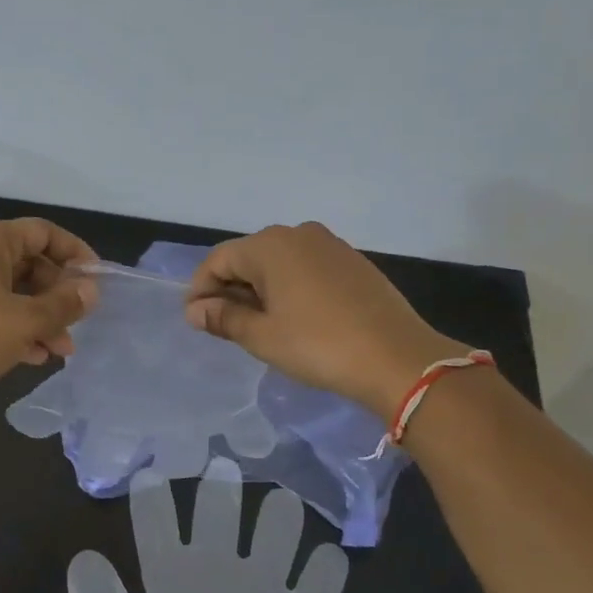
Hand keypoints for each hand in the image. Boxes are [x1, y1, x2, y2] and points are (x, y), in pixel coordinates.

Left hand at [0, 218, 98, 401]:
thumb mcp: (26, 321)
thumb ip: (64, 303)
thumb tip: (91, 291)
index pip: (42, 232)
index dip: (75, 253)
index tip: (96, 280)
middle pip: (28, 263)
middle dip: (58, 296)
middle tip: (78, 324)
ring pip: (11, 290)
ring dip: (40, 317)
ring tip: (61, 350)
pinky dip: (15, 325)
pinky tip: (33, 356)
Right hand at [184, 222, 464, 422]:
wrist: (397, 358)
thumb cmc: (318, 345)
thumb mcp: (262, 336)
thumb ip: (223, 318)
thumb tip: (195, 310)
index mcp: (270, 246)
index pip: (218, 260)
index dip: (201, 289)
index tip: (196, 321)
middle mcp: (298, 234)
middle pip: (248, 257)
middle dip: (230, 289)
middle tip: (224, 327)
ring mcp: (330, 245)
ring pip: (278, 263)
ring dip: (260, 289)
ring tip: (258, 325)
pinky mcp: (352, 261)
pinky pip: (305, 268)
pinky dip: (289, 288)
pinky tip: (294, 317)